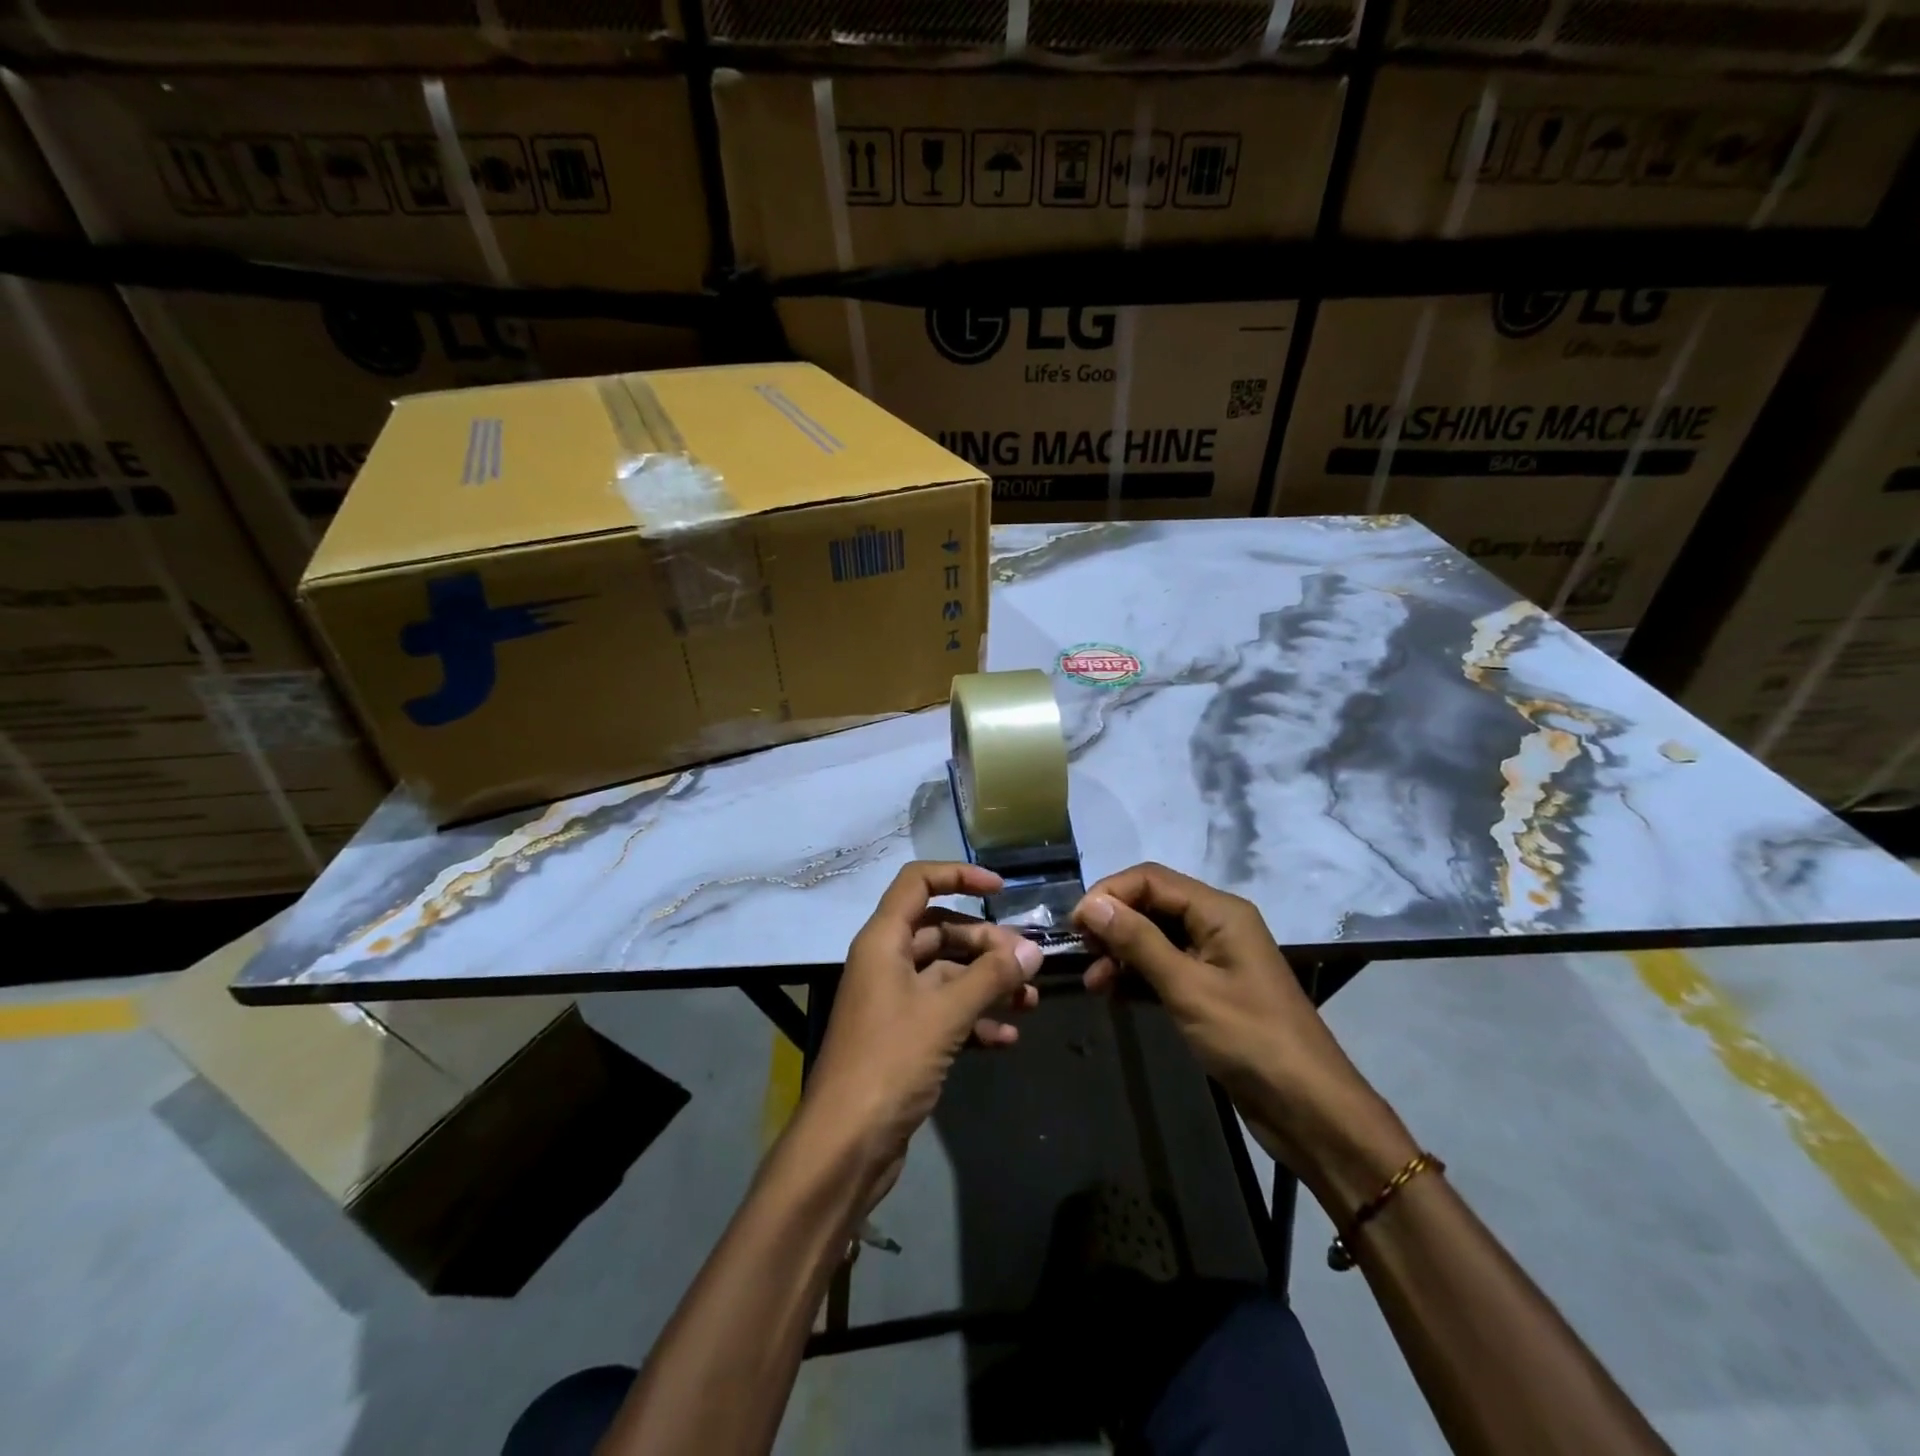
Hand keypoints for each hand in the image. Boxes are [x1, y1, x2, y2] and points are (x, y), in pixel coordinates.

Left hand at [802, 862, 1042, 1193]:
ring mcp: (893, 1003)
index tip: (1000, 889)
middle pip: (940, 932)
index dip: (958, 875)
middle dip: (986, 944)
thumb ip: (990, 976)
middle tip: (1028, 963)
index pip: (917, 883)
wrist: (845, 1145)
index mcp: (883, 941)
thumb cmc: (890, 1062)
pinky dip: (975, 1020)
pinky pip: (945, 1014)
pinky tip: (1008, 1038)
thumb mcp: (945, 1013)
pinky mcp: (902, 1040)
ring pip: (947, 976)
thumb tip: (1033, 950)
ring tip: (1030, 1000)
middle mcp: (885, 964)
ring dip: (987, 983)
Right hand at [1072, 863, 1411, 1196]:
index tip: (1074, 925)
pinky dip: (1137, 976)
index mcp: (1219, 911)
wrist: (1309, 1110)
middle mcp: (1217, 925)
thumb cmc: (1250, 1039)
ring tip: (1093, 983)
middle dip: (1113, 923)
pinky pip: (1165, 967)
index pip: (1151, 880)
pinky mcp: (1211, 989)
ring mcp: (1215, 958)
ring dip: (1120, 953)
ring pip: (1154, 938)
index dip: (1109, 894)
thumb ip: (1138, 942)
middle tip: (1080, 953)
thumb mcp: (1187, 987)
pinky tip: (1113, 995)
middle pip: (1152, 904)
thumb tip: (1092, 904)